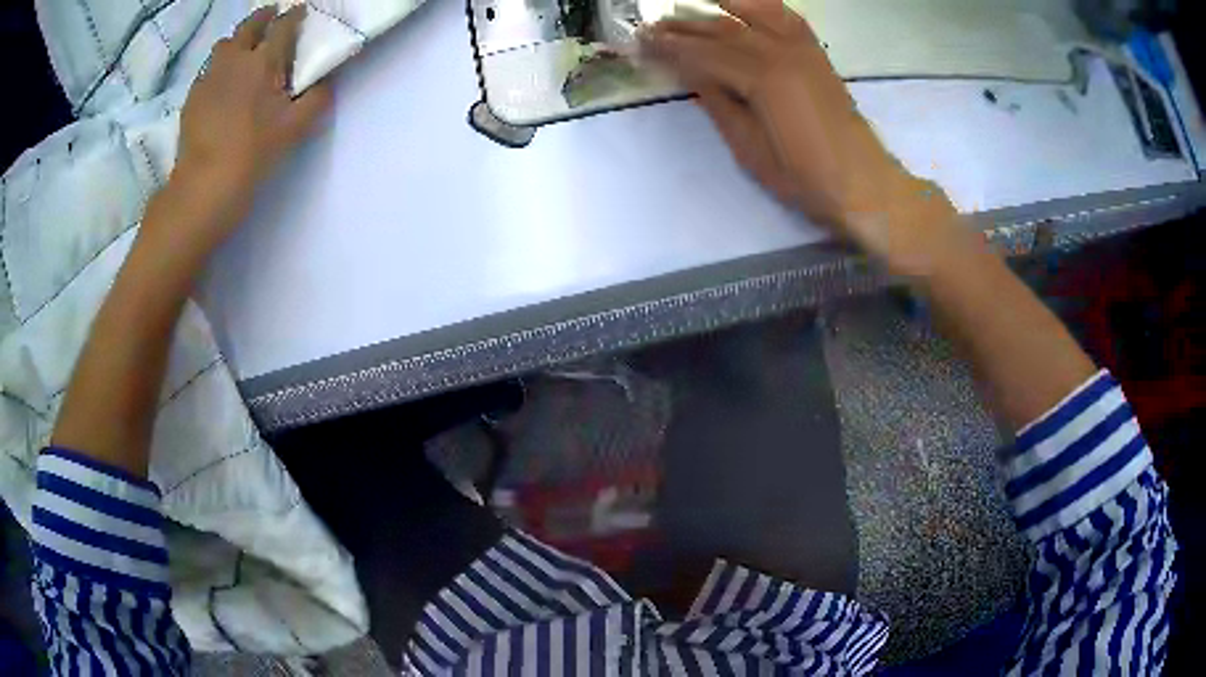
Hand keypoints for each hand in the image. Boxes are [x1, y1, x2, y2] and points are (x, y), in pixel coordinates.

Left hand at [173, 4, 331, 225]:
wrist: (203, 186)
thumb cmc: (253, 153)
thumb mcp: (295, 129)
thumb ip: (316, 100)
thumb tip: (325, 83)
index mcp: (264, 61)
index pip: (283, 25)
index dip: (294, 15)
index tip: (300, 11)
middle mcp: (235, 60)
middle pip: (248, 26)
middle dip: (262, 17)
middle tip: (271, 18)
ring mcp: (209, 78)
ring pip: (223, 45)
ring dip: (236, 41)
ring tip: (242, 51)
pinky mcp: (192, 98)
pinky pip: (207, 71)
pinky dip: (217, 68)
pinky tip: (220, 83)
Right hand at [642, 0, 956, 266]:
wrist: (863, 183)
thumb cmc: (805, 178)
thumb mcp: (749, 149)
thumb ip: (719, 103)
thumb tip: (690, 73)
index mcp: (762, 77)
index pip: (703, 54)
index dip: (668, 48)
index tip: (639, 43)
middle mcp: (781, 51)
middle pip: (722, 28)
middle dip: (683, 26)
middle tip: (651, 26)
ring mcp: (803, 49)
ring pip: (752, 13)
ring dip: (717, 6)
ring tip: (689, 6)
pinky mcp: (817, 54)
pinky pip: (786, 17)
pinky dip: (762, 5)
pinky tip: (745, 5)